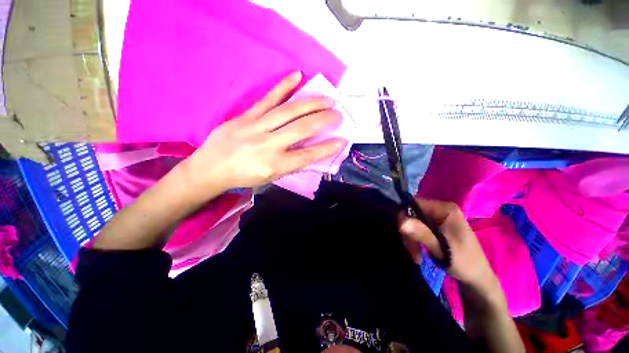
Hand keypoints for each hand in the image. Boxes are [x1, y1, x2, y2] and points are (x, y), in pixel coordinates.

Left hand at [182, 71, 345, 191]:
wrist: (210, 168)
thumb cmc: (244, 177)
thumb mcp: (271, 178)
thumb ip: (291, 165)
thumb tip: (311, 153)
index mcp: (275, 165)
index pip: (308, 155)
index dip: (327, 147)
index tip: (342, 140)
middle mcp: (268, 145)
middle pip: (302, 129)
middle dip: (324, 120)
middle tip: (338, 114)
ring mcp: (256, 127)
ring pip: (289, 111)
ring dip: (312, 104)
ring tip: (328, 99)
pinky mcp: (246, 116)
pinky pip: (268, 99)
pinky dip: (284, 87)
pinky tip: (298, 76)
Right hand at [399, 199, 496, 290]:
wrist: (477, 278)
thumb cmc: (464, 263)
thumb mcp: (442, 249)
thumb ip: (422, 234)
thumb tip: (401, 222)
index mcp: (445, 209)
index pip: (414, 204)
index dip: (404, 217)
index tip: (403, 235)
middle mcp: (440, 209)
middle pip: (412, 213)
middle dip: (409, 232)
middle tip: (411, 250)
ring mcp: (437, 217)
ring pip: (412, 222)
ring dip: (410, 238)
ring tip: (415, 255)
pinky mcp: (435, 225)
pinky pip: (417, 228)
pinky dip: (414, 239)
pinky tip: (417, 251)